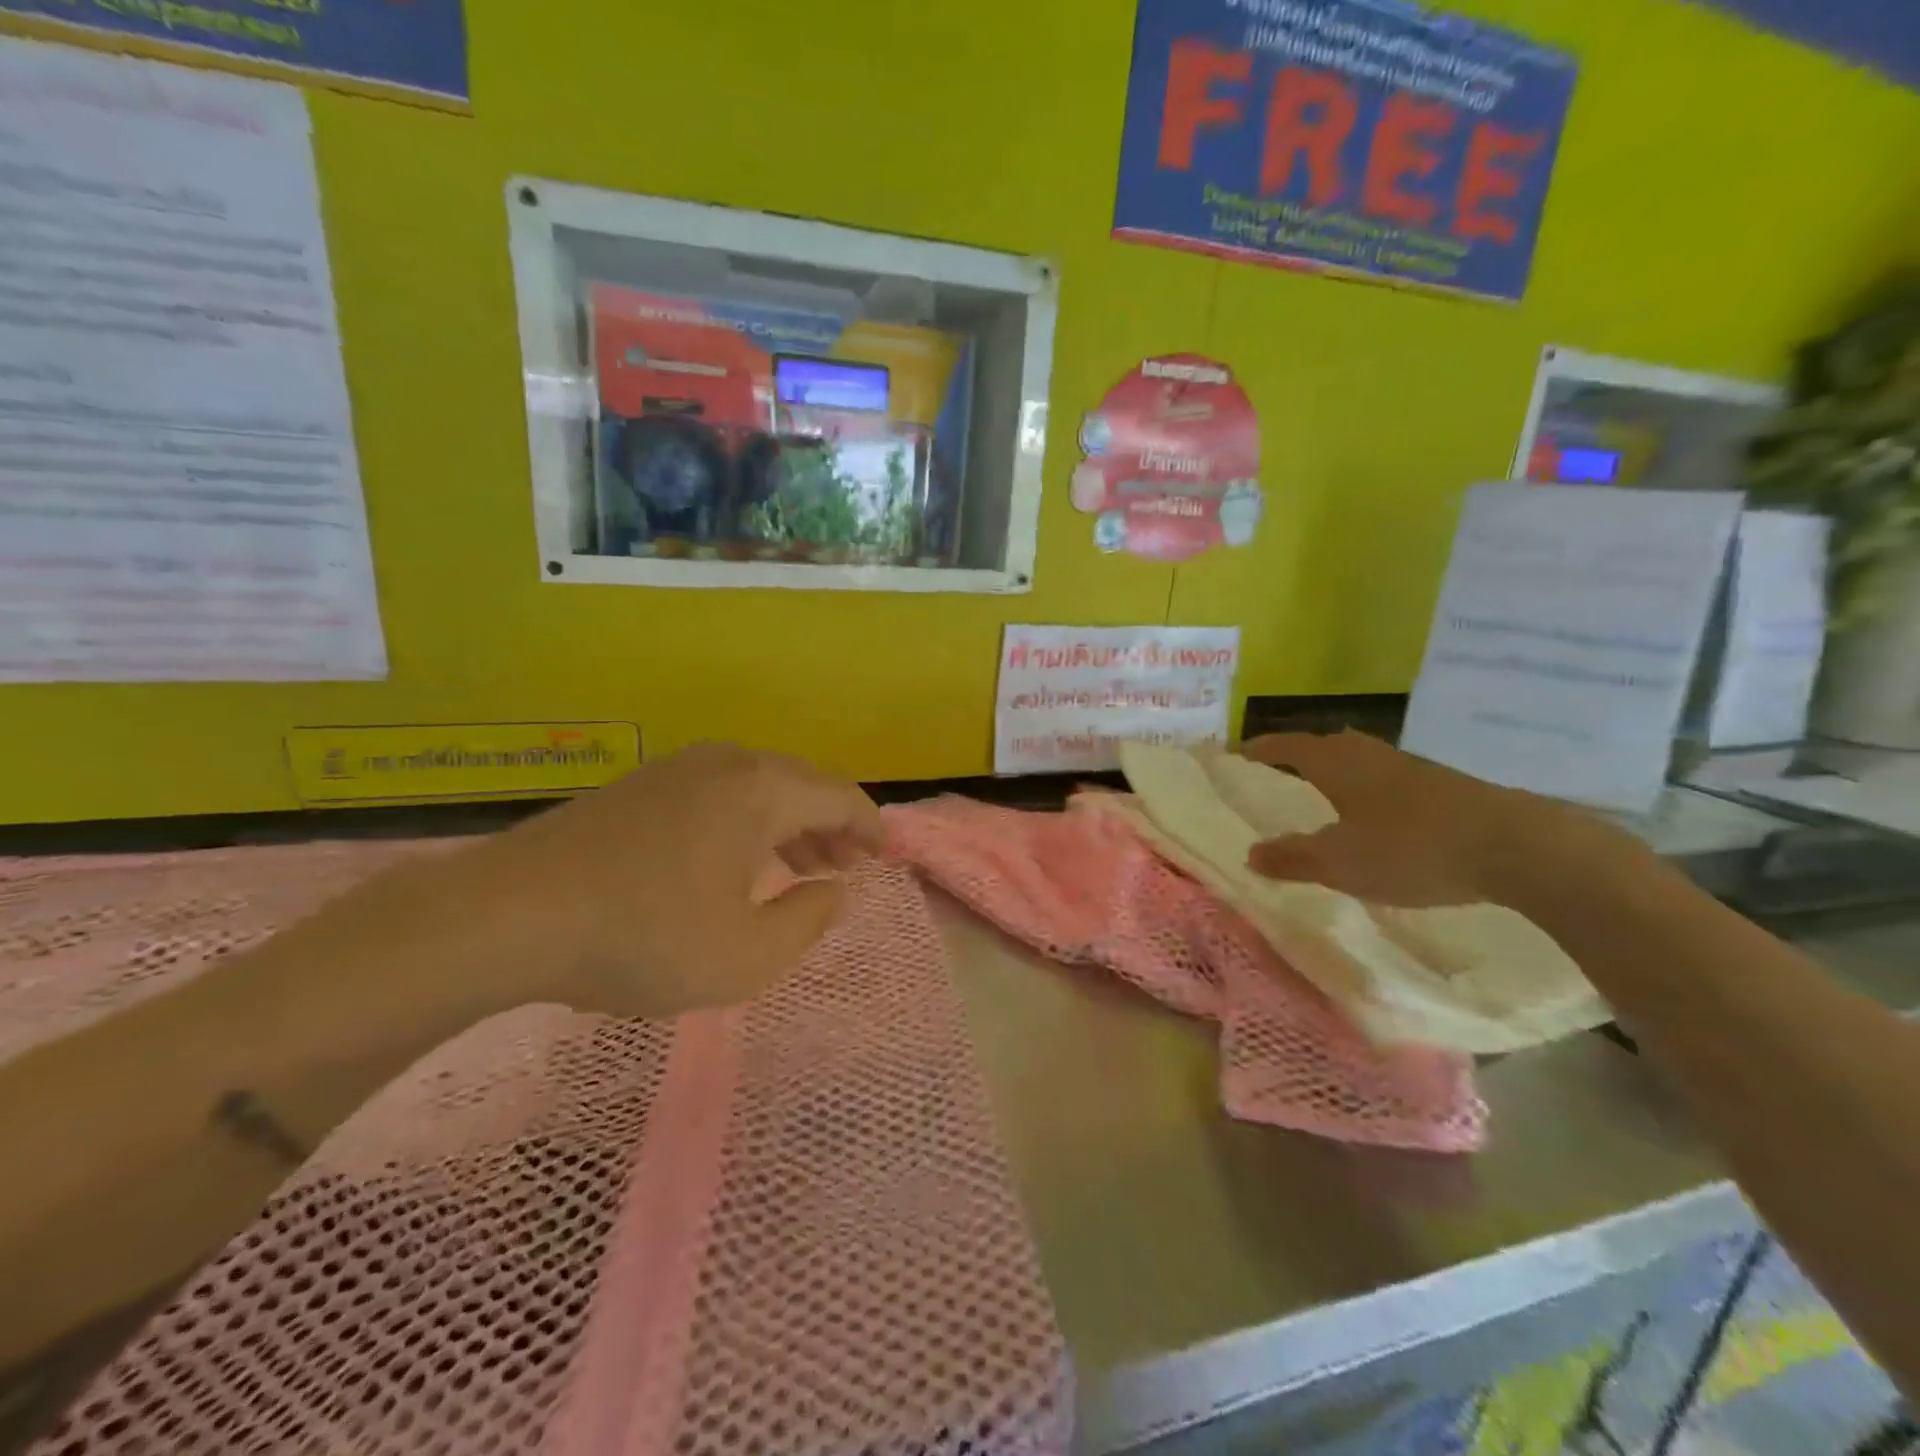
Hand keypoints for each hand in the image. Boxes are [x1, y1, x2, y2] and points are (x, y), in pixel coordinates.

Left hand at [460, 741, 881, 1018]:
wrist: (508, 916)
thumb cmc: (643, 937)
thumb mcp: (746, 956)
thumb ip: (808, 920)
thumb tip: (833, 889)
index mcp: (761, 790)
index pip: (839, 796)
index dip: (869, 827)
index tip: (885, 855)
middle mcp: (727, 763)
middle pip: (801, 785)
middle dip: (830, 826)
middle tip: (844, 867)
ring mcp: (678, 768)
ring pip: (758, 787)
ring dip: (788, 824)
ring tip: (799, 865)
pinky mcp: (641, 785)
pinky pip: (719, 793)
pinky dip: (747, 821)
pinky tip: (735, 860)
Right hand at [1238, 731, 1649, 910]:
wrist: (1516, 847)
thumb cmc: (1411, 848)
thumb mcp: (1340, 862)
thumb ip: (1293, 858)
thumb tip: (1250, 854)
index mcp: (1338, 764)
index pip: (1288, 746)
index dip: (1262, 749)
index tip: (1239, 753)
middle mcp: (1370, 755)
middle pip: (1325, 746)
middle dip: (1299, 756)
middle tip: (1278, 773)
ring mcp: (1410, 768)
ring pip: (1360, 761)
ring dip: (1336, 772)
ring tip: (1322, 794)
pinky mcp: (1443, 786)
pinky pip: (1387, 779)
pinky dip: (1367, 790)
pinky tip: (1376, 817)